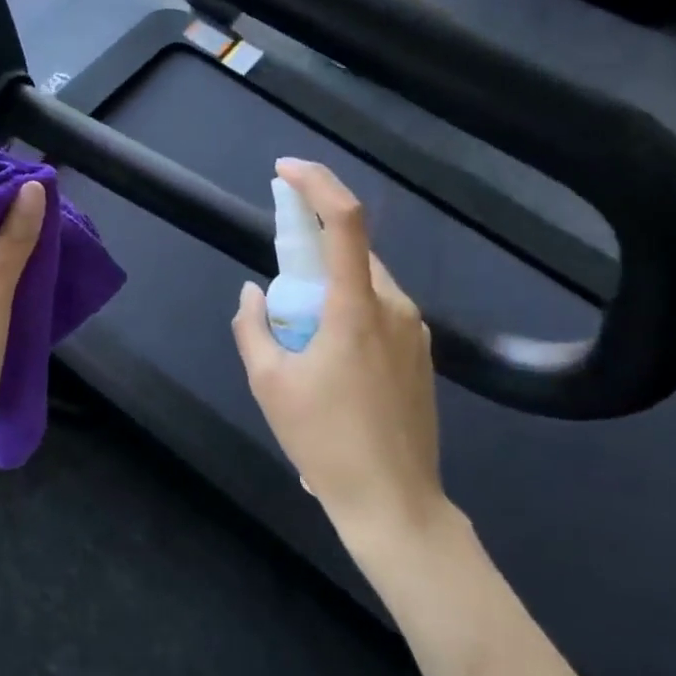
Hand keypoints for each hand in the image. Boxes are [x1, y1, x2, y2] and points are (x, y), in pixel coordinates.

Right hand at [232, 160, 449, 547]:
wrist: (395, 504)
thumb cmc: (325, 442)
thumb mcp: (269, 384)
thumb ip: (253, 326)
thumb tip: (253, 292)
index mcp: (356, 309)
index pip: (344, 221)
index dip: (316, 184)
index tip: (284, 171)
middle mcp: (395, 308)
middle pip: (352, 253)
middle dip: (312, 252)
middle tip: (279, 284)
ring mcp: (415, 332)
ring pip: (366, 284)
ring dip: (329, 288)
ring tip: (302, 340)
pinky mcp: (422, 355)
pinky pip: (379, 312)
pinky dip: (349, 313)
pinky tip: (331, 362)